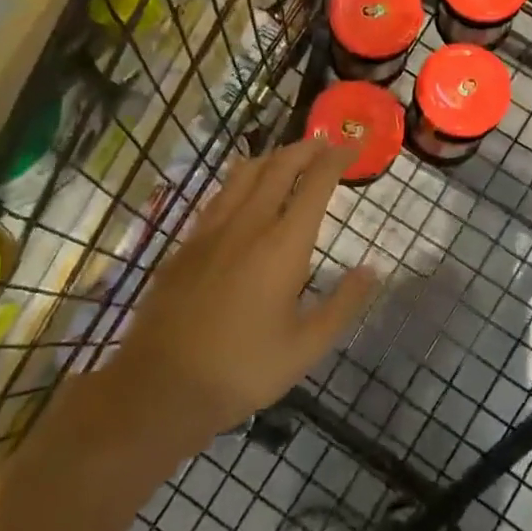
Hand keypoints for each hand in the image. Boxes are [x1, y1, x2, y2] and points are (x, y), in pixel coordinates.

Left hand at [106, 139, 377, 439]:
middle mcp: (248, 224)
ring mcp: (211, 230)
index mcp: (283, 245)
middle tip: (325, 143)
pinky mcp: (186, 244)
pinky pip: (220, 195)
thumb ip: (343, 304)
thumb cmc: (242, 370)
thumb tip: (372, 270)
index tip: (353, 146)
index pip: (316, 183)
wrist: (160, 387)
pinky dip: (242, 179)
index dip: (337, 158)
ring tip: (289, 157)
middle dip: (306, 148)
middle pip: (279, 166)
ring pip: (245, 173)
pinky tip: (243, 192)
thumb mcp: (306, 347)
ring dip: (273, 157)